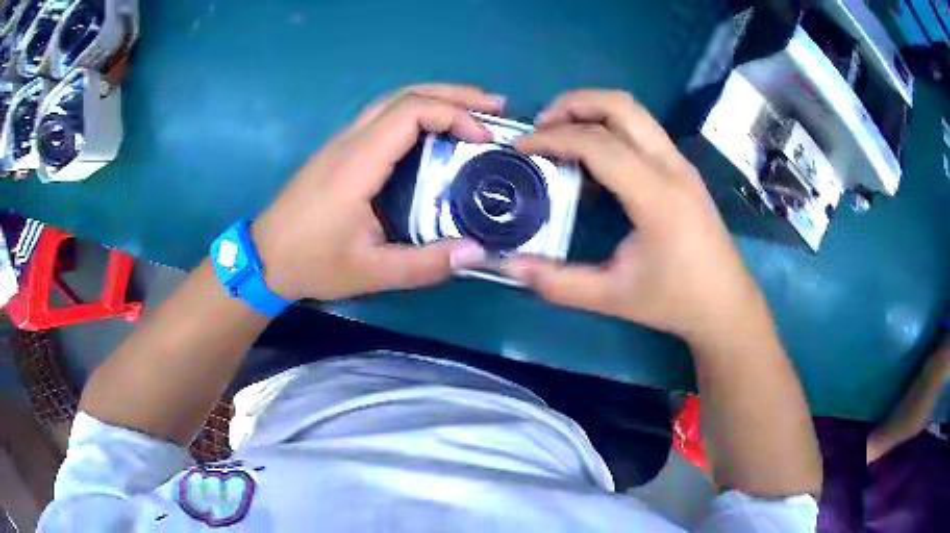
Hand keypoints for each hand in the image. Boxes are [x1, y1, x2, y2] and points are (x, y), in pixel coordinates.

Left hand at [252, 84, 505, 300]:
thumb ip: (425, 264)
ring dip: (436, 97)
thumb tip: (477, 251)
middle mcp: (350, 141)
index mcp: (358, 162)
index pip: (411, 112)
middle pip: (405, 94)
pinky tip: (435, 128)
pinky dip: (417, 111)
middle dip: (455, 94)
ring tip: (474, 109)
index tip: (484, 138)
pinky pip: (383, 115)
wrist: (263, 257)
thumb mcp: (371, 272)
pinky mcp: (339, 150)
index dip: (454, 114)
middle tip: (495, 106)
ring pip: (393, 100)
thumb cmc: (312, 262)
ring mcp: (342, 141)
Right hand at [501, 90, 767, 343]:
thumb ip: (558, 282)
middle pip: (621, 106)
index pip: (598, 143)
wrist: (726, 305)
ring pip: (635, 113)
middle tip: (541, 125)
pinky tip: (594, 162)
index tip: (520, 148)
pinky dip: (611, 129)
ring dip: (594, 111)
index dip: (552, 138)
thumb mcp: (612, 297)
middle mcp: (672, 167)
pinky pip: (643, 132)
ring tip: (561, 135)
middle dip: (574, 103)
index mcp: (656, 196)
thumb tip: (509, 267)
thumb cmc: (674, 301)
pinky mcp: (683, 170)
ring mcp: (681, 164)